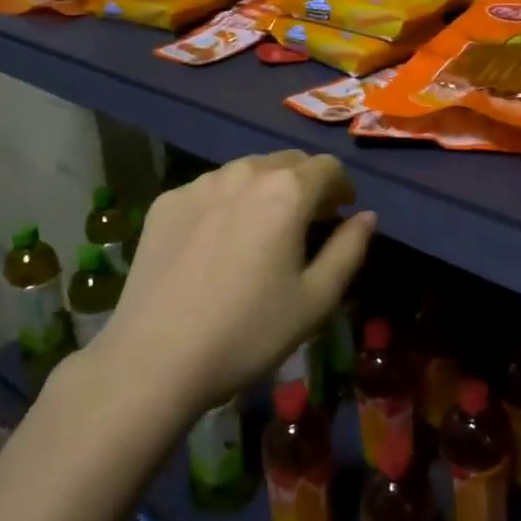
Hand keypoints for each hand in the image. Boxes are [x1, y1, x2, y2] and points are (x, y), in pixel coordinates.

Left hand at [97, 152, 375, 411]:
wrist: (154, 358)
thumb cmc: (248, 332)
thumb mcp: (316, 300)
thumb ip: (349, 250)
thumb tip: (366, 216)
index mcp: (286, 192)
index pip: (327, 166)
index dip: (341, 187)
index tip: (340, 214)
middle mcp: (244, 172)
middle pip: (287, 161)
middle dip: (305, 184)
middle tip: (306, 223)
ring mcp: (200, 183)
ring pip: (247, 171)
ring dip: (265, 189)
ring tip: (261, 229)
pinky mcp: (166, 201)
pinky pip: (211, 188)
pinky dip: (227, 202)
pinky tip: (217, 243)